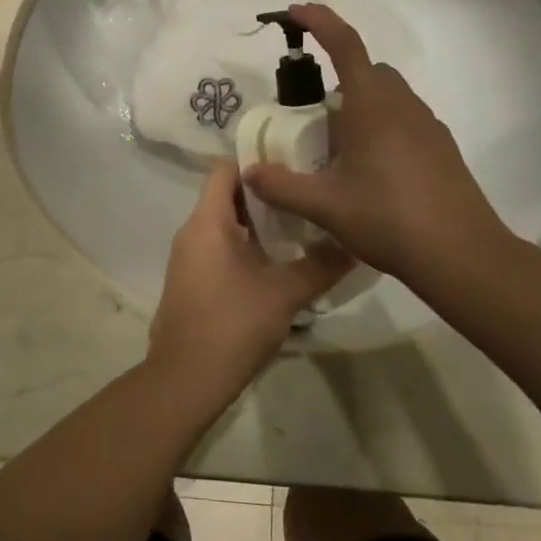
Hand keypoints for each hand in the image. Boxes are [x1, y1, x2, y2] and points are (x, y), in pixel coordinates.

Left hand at [148, 161, 351, 398]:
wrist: (186, 378)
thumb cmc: (233, 324)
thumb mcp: (285, 293)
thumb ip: (320, 265)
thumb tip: (354, 243)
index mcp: (207, 222)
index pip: (225, 169)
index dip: (257, 162)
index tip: (294, 163)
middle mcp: (192, 232)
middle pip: (227, 195)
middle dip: (266, 194)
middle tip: (307, 195)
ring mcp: (189, 258)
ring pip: (225, 225)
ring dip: (259, 223)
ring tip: (302, 226)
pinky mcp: (193, 281)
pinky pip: (220, 248)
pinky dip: (248, 246)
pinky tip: (279, 262)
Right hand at [241, 4, 518, 290]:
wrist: (462, 255)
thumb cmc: (389, 218)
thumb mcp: (324, 205)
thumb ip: (281, 186)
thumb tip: (249, 172)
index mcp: (372, 104)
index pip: (345, 44)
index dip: (319, 21)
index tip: (296, 11)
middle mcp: (403, 105)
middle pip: (367, 71)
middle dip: (338, 78)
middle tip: (312, 116)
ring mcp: (428, 125)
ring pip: (388, 97)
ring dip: (360, 106)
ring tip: (338, 149)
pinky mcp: (442, 148)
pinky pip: (404, 120)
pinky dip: (382, 128)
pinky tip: (371, 171)